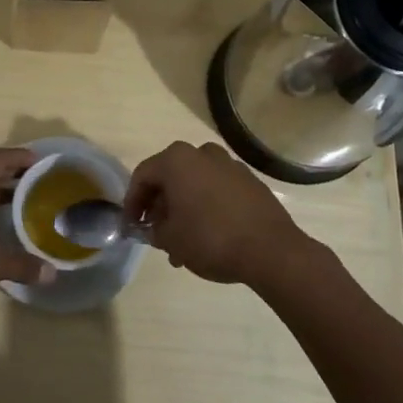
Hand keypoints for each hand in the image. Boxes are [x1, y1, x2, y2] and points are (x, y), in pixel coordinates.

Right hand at [125, 141, 322, 287]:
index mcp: (177, 160)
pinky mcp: (250, 181)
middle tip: (156, 234)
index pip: (142, 176)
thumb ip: (154, 230)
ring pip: (194, 184)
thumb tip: (155, 228)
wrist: (270, 250)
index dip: (132, 203)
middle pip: (170, 177)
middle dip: (160, 207)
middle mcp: (202, 153)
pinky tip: (207, 235)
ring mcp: (229, 165)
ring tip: (182, 243)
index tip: (131, 226)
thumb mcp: (171, 240)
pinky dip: (206, 207)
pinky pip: (217, 190)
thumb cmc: (210, 239)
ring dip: (183, 209)